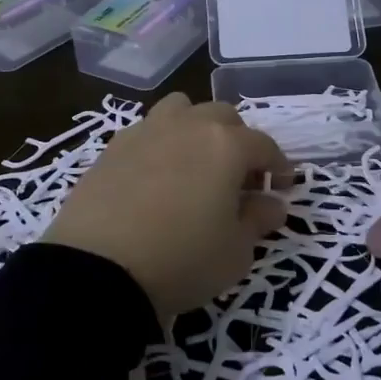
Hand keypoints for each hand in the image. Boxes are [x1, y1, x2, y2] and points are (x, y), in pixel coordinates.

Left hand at [45, 92, 290, 318]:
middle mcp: (188, 125)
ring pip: (182, 110)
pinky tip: (157, 176)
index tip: (283, 187)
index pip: (264, 145)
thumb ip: (258, 220)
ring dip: (196, 128)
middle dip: (239, 141)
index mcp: (226, 145)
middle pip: (223, 116)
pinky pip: (147, 130)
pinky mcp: (113, 146)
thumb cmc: (181, 260)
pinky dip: (161, 143)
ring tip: (195, 164)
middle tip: (239, 178)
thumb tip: (272, 204)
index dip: (279, 166)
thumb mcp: (235, 253)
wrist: (97, 269)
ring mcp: (147, 131)